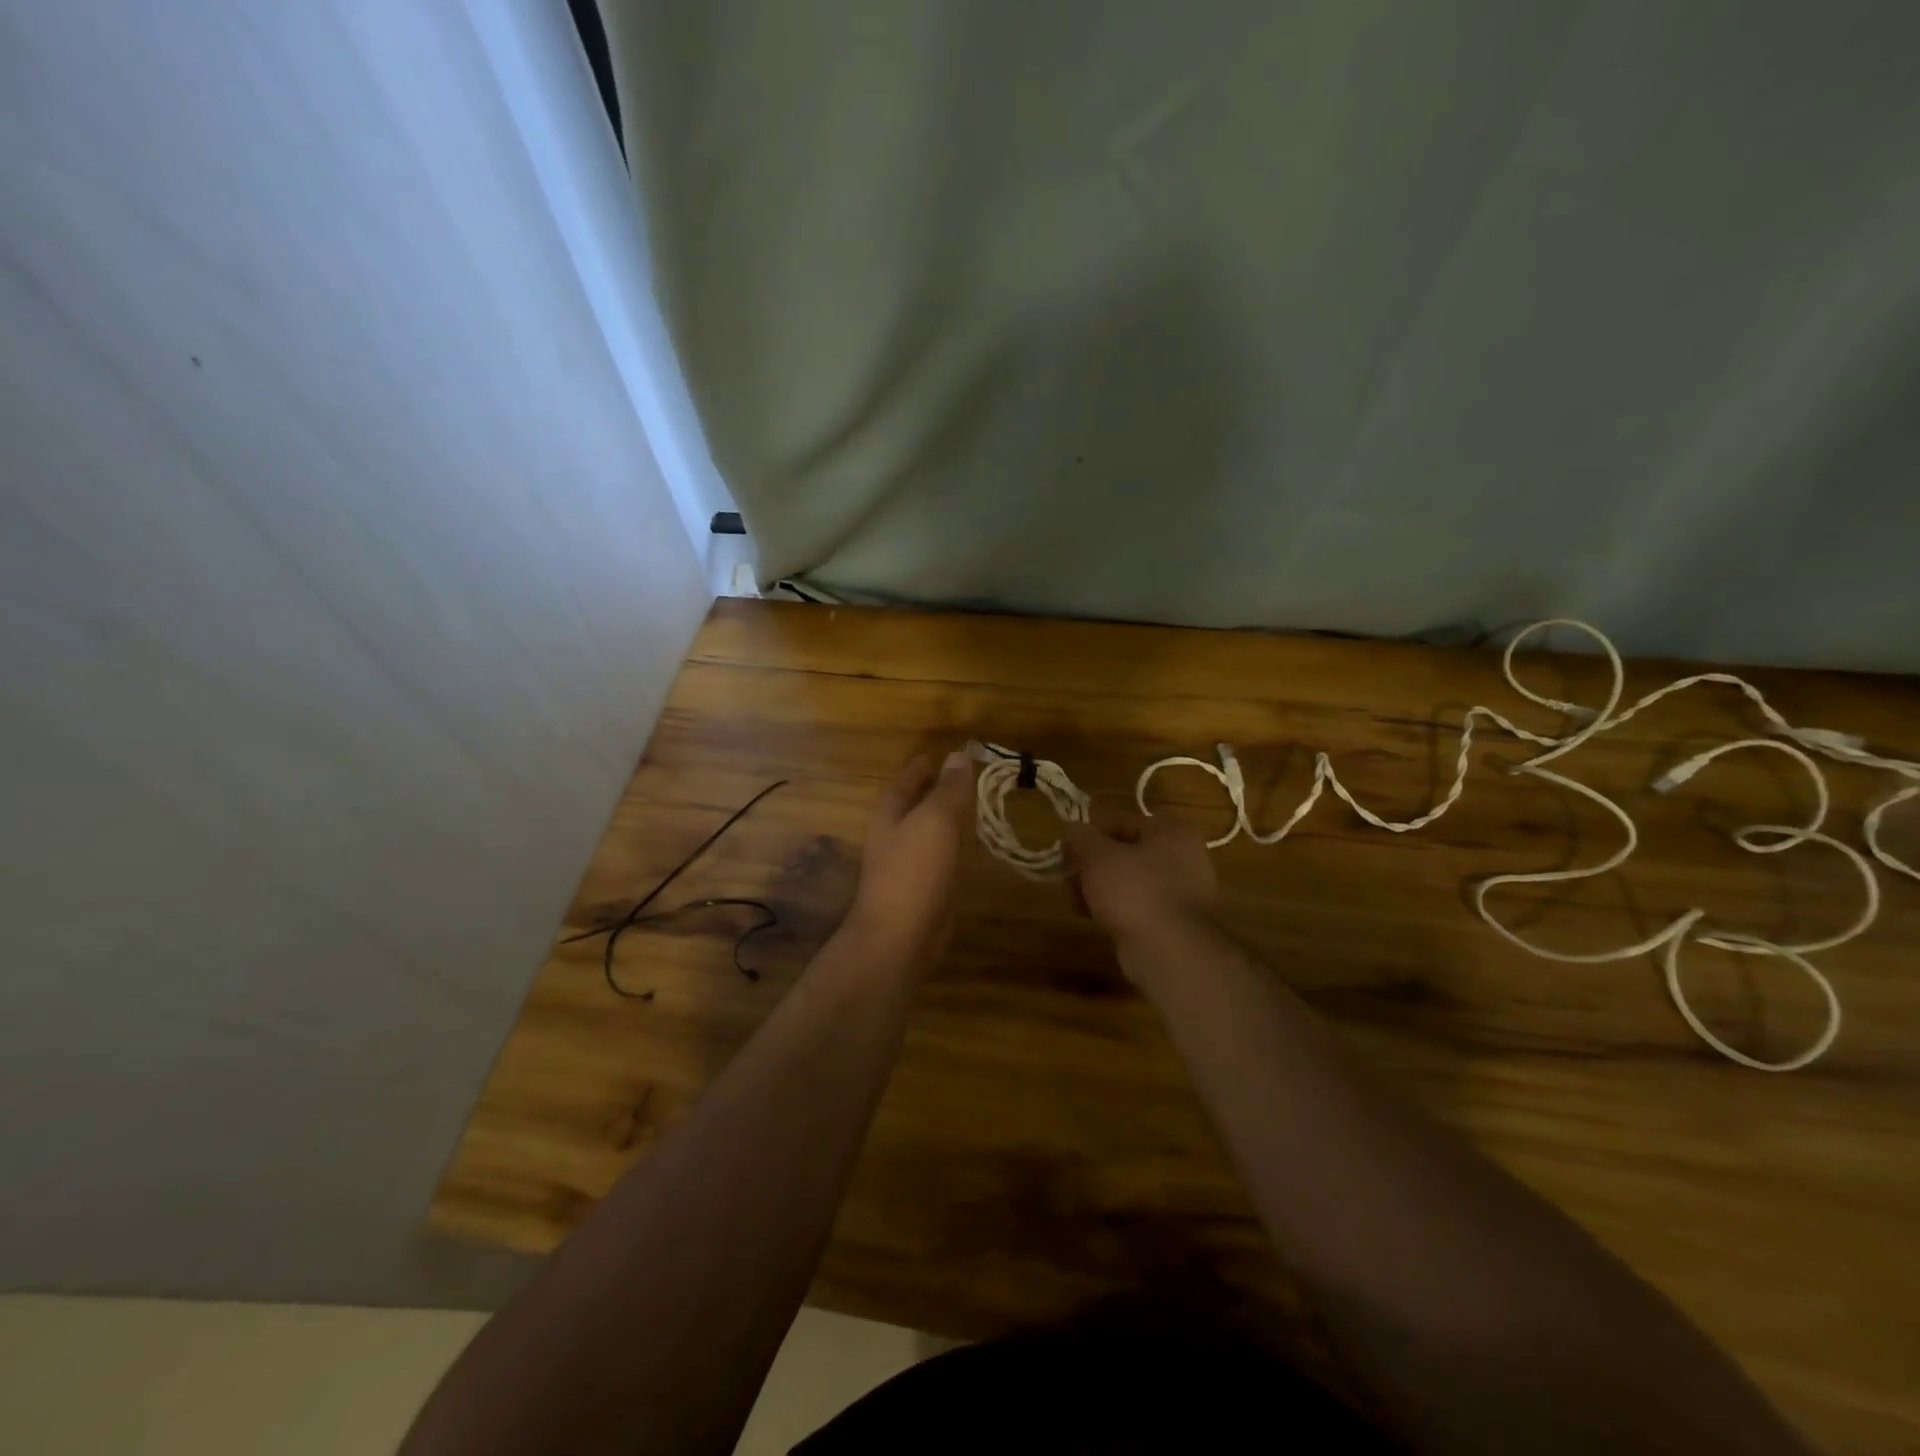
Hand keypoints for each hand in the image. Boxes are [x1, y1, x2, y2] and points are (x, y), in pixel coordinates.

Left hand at [845, 749, 975, 966]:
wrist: (900, 937)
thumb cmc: (914, 871)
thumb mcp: (935, 821)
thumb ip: (949, 789)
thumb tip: (958, 755)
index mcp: (891, 811)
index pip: (909, 778)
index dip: (928, 765)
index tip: (952, 753)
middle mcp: (895, 833)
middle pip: (918, 803)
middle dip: (940, 790)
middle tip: (972, 777)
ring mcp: (908, 863)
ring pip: (932, 831)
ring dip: (950, 818)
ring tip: (978, 805)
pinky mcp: (924, 888)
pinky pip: (942, 856)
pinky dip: (956, 846)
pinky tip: (973, 846)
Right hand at [1063, 813, 1217, 965]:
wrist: (1169, 952)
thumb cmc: (1134, 891)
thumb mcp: (1098, 856)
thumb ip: (1081, 837)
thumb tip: (1073, 829)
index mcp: (1172, 832)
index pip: (1123, 822)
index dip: (1090, 833)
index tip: (1066, 848)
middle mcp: (1185, 858)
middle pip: (1127, 852)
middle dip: (1093, 863)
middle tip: (1068, 875)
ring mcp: (1183, 893)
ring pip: (1131, 881)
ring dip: (1101, 887)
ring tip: (1075, 899)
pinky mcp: (1175, 923)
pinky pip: (1138, 906)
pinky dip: (1116, 908)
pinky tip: (1092, 917)